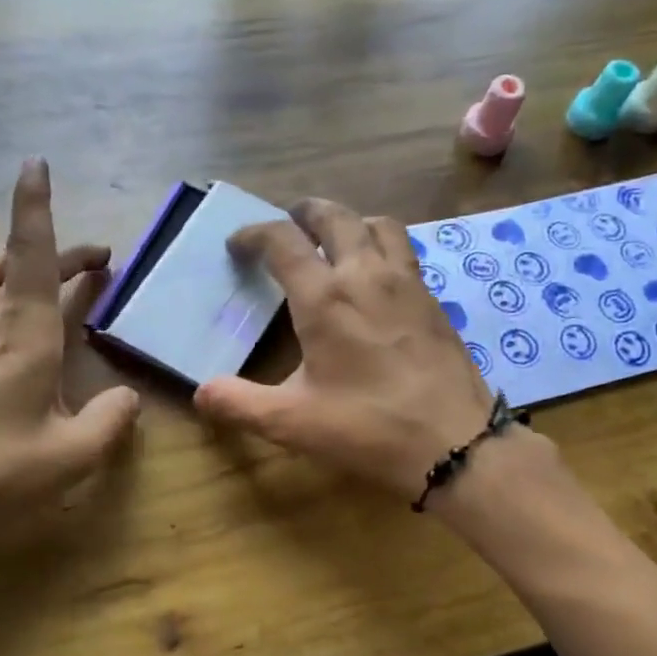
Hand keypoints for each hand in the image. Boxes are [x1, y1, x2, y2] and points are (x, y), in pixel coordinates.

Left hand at [0, 159, 140, 570]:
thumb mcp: (72, 456)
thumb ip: (111, 422)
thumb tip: (128, 399)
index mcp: (22, 335)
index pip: (31, 254)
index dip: (35, 206)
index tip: (36, 164)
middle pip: (11, 263)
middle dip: (50, 249)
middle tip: (92, 262)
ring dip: (7, 267)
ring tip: (35, 281)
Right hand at [193, 199, 493, 499]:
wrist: (456, 443)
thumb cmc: (368, 428)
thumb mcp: (292, 422)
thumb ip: (239, 403)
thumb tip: (200, 393)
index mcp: (325, 297)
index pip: (282, 240)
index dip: (253, 233)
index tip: (238, 245)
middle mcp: (366, 275)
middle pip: (334, 216)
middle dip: (304, 212)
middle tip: (288, 222)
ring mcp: (407, 283)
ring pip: (378, 225)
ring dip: (350, 221)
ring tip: (335, 240)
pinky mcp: (433, 300)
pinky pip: (404, 251)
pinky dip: (382, 246)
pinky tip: (377, 278)